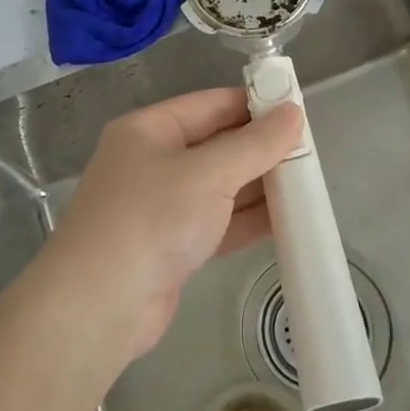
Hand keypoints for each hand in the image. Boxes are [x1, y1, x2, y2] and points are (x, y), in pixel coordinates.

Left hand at [40, 89, 303, 358]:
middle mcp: (151, 162)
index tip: (296, 110)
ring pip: (219, 187)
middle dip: (260, 149)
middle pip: (215, 145)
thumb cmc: (151, 219)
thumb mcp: (208, 174)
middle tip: (310, 153)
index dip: (252, 104)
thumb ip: (254, 145)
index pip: (209, 104)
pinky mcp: (171, 246)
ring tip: (307, 185)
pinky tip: (286, 221)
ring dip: (258, 186)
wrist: (99, 306)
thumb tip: (293, 112)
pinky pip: (217, 222)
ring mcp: (160, 207)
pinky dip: (247, 220)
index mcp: (149, 130)